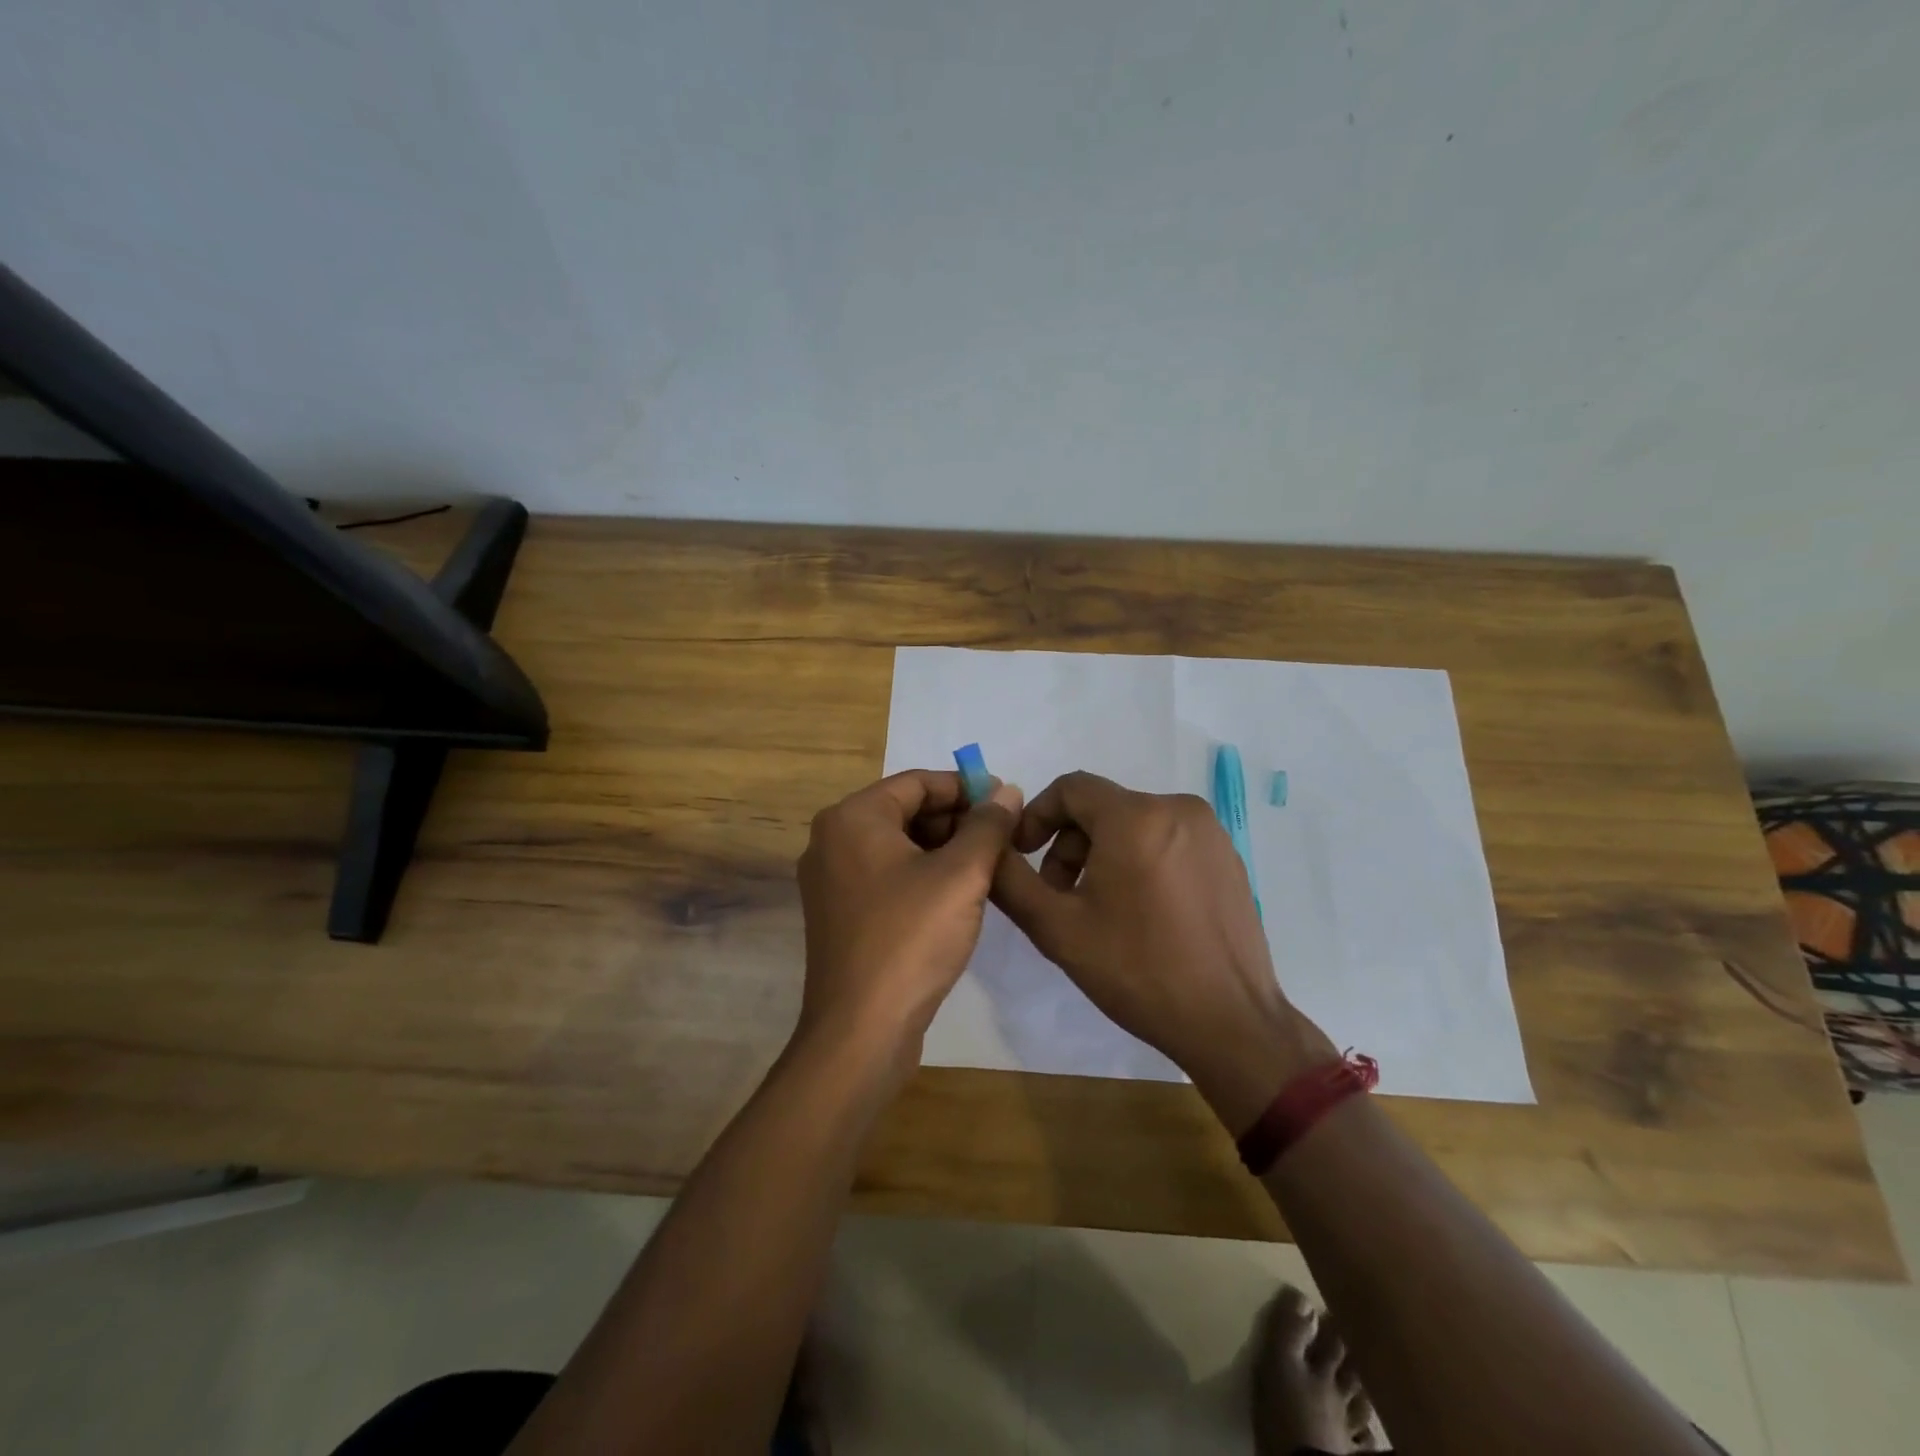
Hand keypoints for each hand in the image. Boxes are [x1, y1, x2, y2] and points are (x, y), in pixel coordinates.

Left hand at [796, 769, 1023, 1079]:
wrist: (861, 1031)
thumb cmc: (910, 939)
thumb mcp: (962, 875)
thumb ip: (988, 826)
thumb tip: (1007, 791)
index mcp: (852, 818)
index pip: (916, 782)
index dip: (966, 788)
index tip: (1006, 801)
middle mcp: (832, 840)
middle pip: (905, 811)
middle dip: (956, 820)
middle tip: (1002, 837)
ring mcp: (831, 880)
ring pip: (898, 846)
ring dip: (943, 849)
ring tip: (988, 866)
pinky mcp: (840, 914)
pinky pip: (887, 876)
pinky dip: (922, 876)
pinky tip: (958, 896)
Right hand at [990, 772, 1336, 1131]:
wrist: (1230, 1022)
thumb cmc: (1138, 971)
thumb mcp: (1057, 928)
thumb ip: (1010, 879)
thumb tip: (989, 845)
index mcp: (1136, 816)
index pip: (1071, 788)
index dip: (1037, 816)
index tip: (1024, 856)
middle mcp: (1177, 807)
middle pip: (1102, 807)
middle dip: (1070, 844)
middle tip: (1059, 896)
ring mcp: (1210, 832)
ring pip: (1134, 823)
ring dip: (1103, 854)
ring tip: (1098, 909)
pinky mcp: (1228, 856)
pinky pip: (1167, 840)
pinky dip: (1140, 860)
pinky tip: (1141, 913)